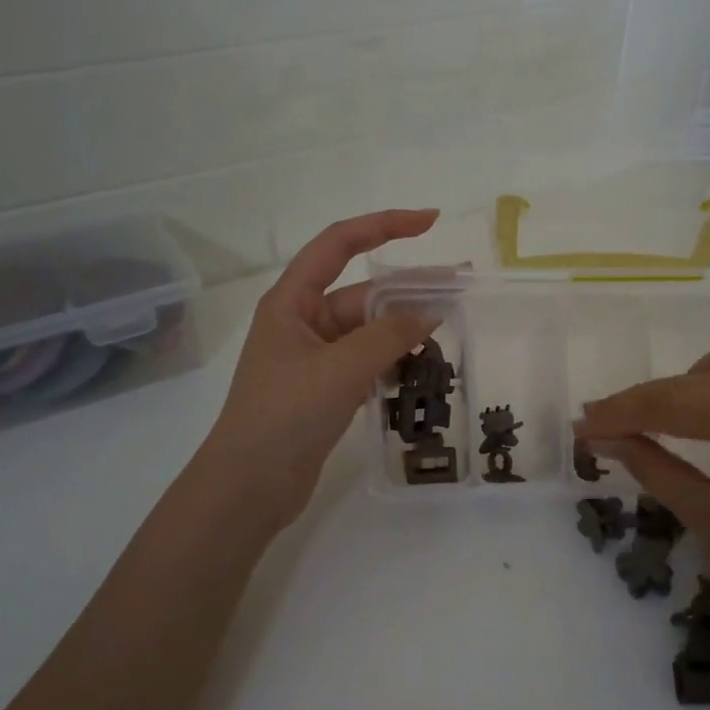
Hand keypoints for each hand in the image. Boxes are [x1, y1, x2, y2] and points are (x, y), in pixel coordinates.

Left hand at [199, 210, 440, 531]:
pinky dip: (393, 362)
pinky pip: (367, 363)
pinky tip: (424, 370)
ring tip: (451, 334)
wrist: (249, 487)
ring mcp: (314, 359)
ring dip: (404, 331)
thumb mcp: (340, 369)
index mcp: (292, 302)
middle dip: (408, 289)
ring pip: (368, 332)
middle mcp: (302, 323)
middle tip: (460, 287)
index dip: (384, 225)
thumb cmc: (285, 415)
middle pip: (362, 293)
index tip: (430, 222)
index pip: (339, 244)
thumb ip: (388, 337)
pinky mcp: (325, 390)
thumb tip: (429, 314)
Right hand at [574, 337, 709, 667]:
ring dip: (694, 380)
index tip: (578, 426)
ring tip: (668, 416)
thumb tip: (603, 438)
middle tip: (602, 425)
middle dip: (644, 401)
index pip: (669, 405)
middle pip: (694, 382)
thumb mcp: (709, 515)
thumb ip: (652, 467)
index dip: (618, 415)